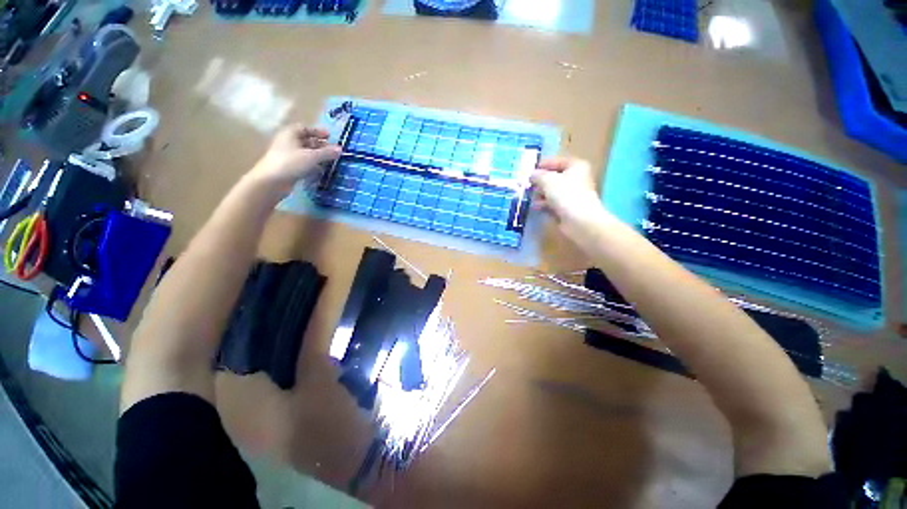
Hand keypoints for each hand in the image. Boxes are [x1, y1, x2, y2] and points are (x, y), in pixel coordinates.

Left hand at [249, 124, 340, 192]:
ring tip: (330, 160)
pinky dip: (313, 164)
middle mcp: (288, 142)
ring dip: (318, 155)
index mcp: (290, 134)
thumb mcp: (312, 156)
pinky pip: (303, 162)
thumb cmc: (291, 163)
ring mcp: (288, 156)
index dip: (317, 131)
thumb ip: (327, 153)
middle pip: (306, 141)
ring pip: (305, 153)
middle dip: (320, 145)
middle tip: (333, 150)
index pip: (305, 128)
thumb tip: (341, 149)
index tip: (330, 136)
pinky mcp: (289, 168)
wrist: (272, 181)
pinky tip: (321, 169)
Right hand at [531, 157, 612, 241]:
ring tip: (530, 197)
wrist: (579, 220)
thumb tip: (532, 175)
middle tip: (528, 185)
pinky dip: (545, 204)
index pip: (558, 162)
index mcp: (576, 167)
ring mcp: (573, 195)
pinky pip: (554, 203)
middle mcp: (577, 179)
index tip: (531, 170)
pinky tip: (536, 207)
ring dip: (541, 194)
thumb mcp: (547, 180)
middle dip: (541, 182)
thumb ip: (538, 176)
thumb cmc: (565, 194)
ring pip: (553, 192)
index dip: (544, 165)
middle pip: (555, 178)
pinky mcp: (568, 209)